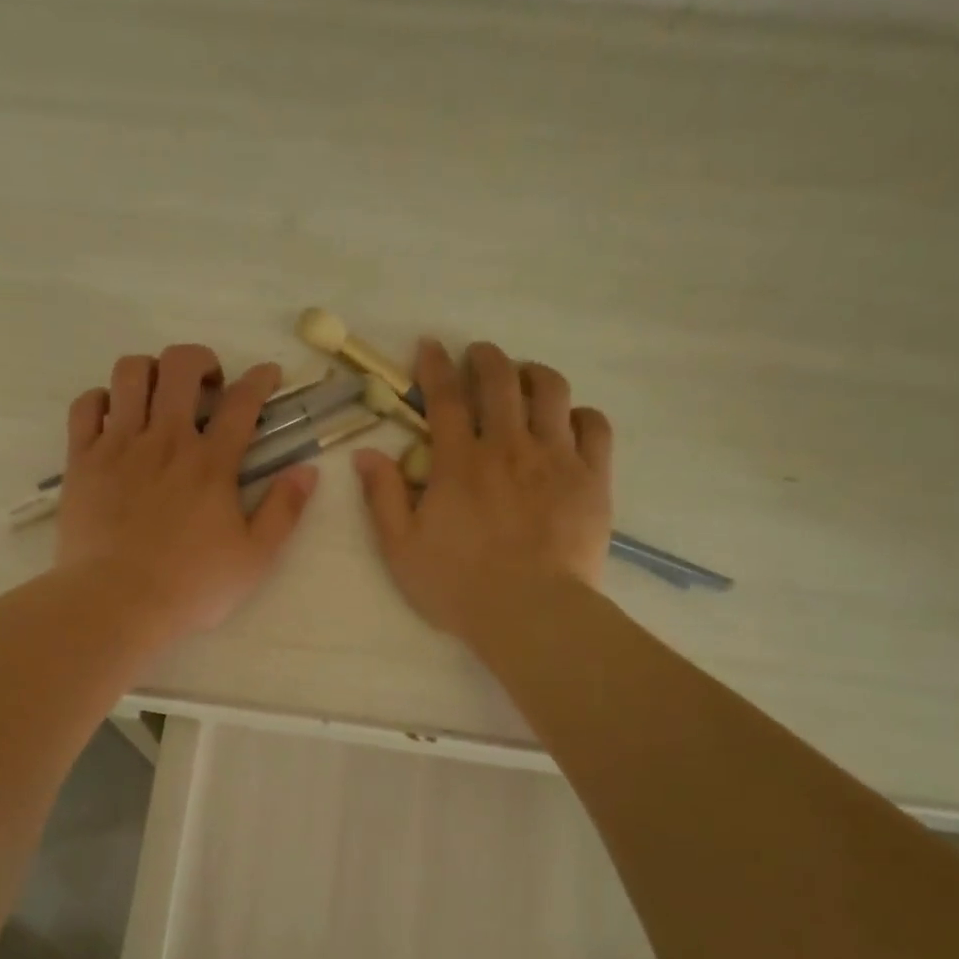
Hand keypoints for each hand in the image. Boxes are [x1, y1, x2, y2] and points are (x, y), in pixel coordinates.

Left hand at [56, 344, 317, 639]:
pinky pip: (86, 405)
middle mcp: (165, 440)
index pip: (243, 401)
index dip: (260, 378)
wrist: (115, 602)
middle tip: (208, 385)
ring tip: (158, 393)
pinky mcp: (82, 459)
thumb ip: (284, 510)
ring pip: (130, 373)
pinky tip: (113, 415)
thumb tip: (308, 470)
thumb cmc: (190, 586)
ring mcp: (119, 445)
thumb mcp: (254, 558)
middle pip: (180, 366)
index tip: (268, 374)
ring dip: (150, 370)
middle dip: (200, 360)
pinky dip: (101, 398)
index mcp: (211, 463)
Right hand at [353, 340, 612, 643]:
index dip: (435, 366)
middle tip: (478, 354)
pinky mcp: (591, 477)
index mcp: (459, 462)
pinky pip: (593, 426)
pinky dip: (579, 413)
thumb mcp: (400, 547)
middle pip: (501, 380)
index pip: (445, 398)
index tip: (430, 345)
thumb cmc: (458, 584)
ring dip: (534, 374)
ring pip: (551, 391)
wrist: (531, 613)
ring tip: (525, 377)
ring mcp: (555, 458)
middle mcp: (508, 446)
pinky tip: (568, 420)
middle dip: (487, 357)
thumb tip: (365, 453)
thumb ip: (382, 496)